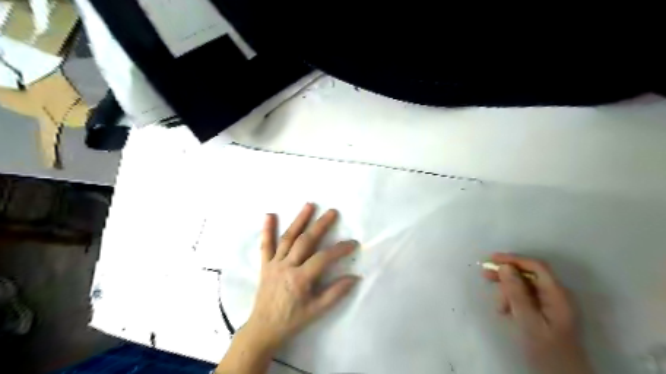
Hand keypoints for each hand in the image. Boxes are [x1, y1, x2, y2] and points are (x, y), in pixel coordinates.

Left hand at [244, 203, 359, 348]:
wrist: (263, 328)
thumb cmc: (292, 320)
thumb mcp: (317, 311)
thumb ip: (335, 293)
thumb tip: (355, 277)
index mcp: (300, 279)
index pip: (323, 258)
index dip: (339, 249)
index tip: (353, 243)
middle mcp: (286, 266)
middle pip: (305, 241)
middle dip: (320, 225)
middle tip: (332, 212)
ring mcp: (274, 263)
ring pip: (287, 238)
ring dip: (299, 220)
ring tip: (309, 205)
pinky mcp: (265, 264)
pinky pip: (265, 245)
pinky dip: (267, 229)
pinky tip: (269, 215)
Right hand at [485, 253, 591, 371]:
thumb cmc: (546, 351)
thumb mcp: (528, 321)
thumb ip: (517, 293)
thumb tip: (505, 267)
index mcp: (558, 295)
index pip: (536, 267)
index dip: (514, 259)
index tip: (492, 259)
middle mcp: (557, 295)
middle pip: (529, 275)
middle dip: (507, 274)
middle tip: (485, 275)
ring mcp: (552, 304)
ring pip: (525, 286)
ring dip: (508, 291)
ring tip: (498, 306)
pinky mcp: (545, 312)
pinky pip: (526, 298)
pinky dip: (513, 300)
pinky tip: (505, 310)